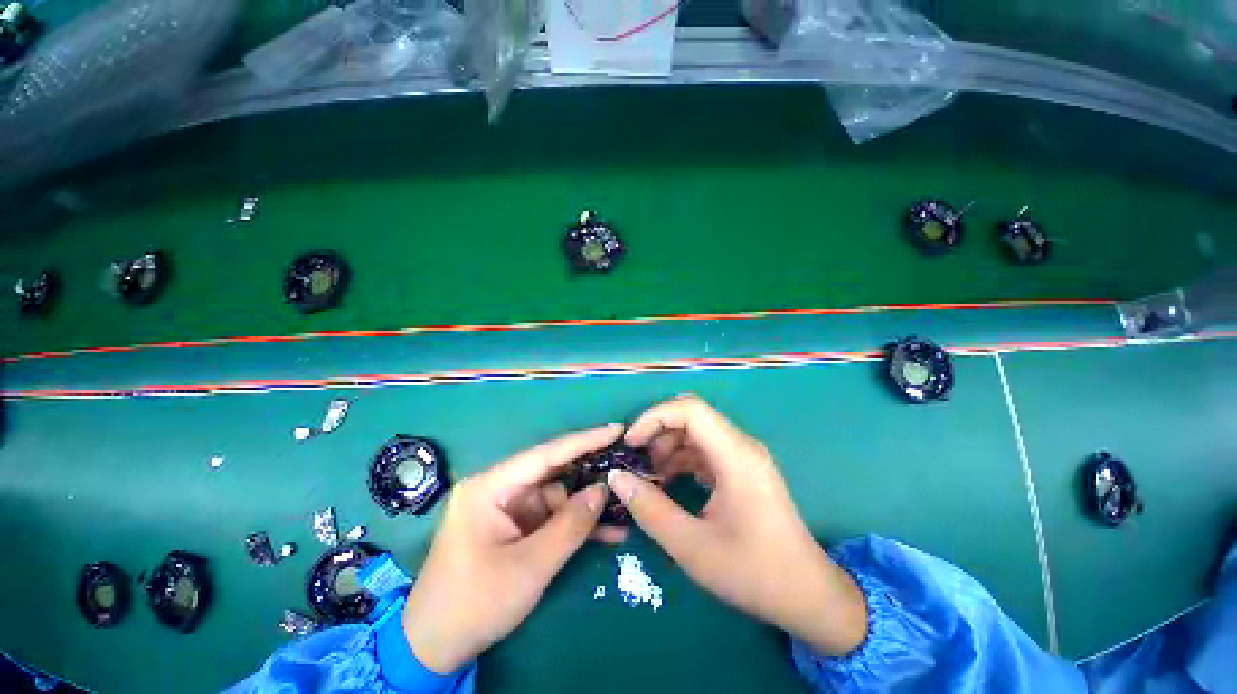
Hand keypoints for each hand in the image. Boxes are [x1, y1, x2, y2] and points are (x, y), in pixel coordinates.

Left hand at [402, 424, 622, 672]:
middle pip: (553, 473)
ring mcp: (507, 508)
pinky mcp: (514, 526)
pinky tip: (607, 532)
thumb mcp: (529, 567)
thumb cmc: (474, 604)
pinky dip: (575, 525)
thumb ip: (570, 525)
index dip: (584, 440)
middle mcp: (499, 488)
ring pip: (557, 497)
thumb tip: (604, 490)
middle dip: (590, 474)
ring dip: (588, 507)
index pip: (545, 454)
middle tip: (627, 467)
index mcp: (490, 487)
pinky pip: (551, 517)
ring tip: (625, 506)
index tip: (616, 429)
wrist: (434, 649)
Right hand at [608, 395, 867, 656]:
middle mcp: (741, 446)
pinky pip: (704, 450)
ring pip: (696, 432)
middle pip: (691, 416)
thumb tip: (616, 478)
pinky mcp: (741, 469)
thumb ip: (649, 509)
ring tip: (648, 476)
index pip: (689, 409)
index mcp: (735, 455)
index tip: (630, 443)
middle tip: (635, 461)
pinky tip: (667, 482)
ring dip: (667, 446)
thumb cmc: (753, 572)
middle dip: (657, 432)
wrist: (807, 595)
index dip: (654, 417)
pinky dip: (681, 460)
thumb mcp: (692, 547)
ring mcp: (743, 456)